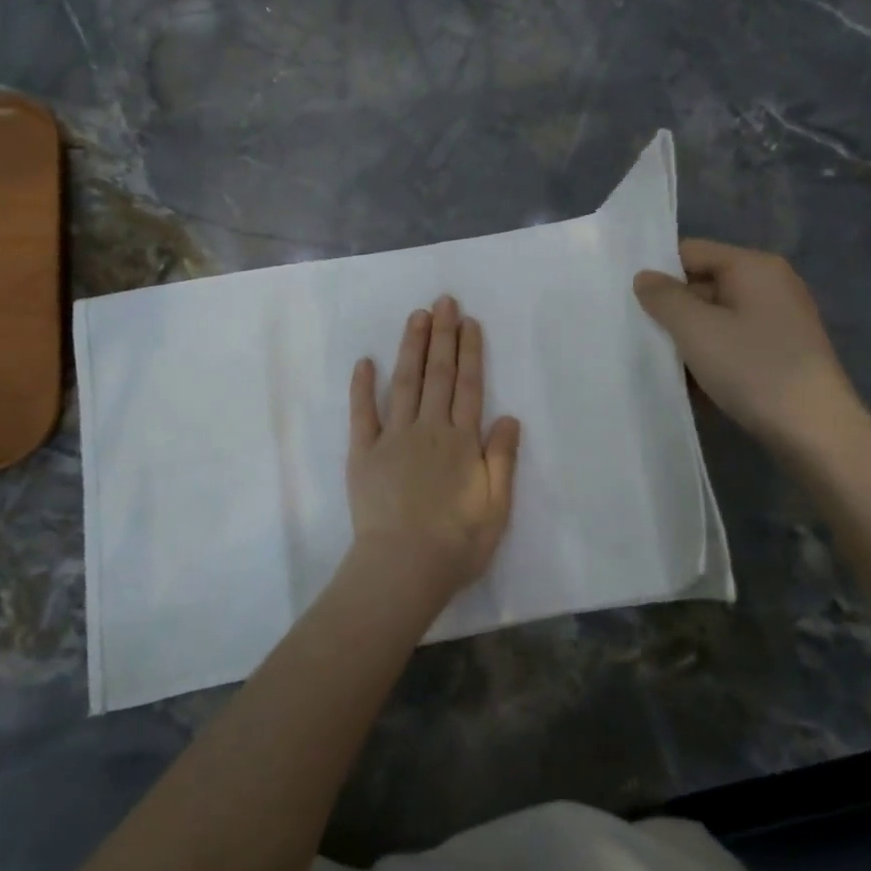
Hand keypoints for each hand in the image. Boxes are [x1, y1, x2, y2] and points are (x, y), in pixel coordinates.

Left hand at [347, 295, 521, 602]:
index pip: (469, 386)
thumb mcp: (496, 507)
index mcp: (461, 441)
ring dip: (411, 347)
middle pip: (438, 374)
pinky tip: (365, 361)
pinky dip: (363, 386)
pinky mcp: (363, 452)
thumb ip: (502, 459)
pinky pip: (362, 413)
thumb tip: (509, 416)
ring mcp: (393, 437)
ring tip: (416, 316)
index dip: (470, 351)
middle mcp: (429, 429)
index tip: (468, 321)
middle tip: (443, 301)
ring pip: (404, 382)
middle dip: (442, 335)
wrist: (402, 568)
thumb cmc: (456, 543)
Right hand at [633, 239, 863, 453]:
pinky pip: (735, 343)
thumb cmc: (753, 368)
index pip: (691, 252)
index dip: (659, 273)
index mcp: (754, 266)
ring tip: (664, 364)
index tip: (632, 303)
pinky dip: (713, 357)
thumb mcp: (695, 329)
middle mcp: (771, 284)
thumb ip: (663, 297)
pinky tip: (694, 384)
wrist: (817, 433)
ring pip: (717, 318)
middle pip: (704, 284)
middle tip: (641, 336)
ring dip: (690, 339)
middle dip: (673, 310)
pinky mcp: (783, 353)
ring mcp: (781, 320)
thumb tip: (644, 277)